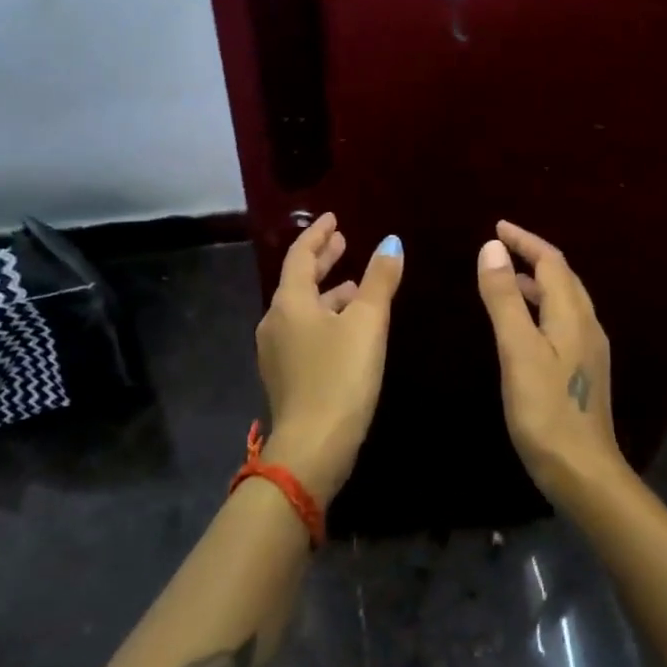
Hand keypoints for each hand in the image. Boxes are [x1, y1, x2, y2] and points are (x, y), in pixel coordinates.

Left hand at [254, 213, 403, 502]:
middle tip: (343, 242)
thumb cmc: (340, 376)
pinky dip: (325, 317)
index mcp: (290, 302)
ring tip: (354, 284)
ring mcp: (277, 351)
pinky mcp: (286, 375)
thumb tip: (391, 242)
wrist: (312, 447)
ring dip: (328, 292)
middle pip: (299, 280)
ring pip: (304, 308)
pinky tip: (347, 327)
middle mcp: (276, 321)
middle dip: (322, 259)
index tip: (334, 218)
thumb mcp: (367, 323)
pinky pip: (305, 331)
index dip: (318, 234)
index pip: (300, 255)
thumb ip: (379, 280)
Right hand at [476, 220, 621, 507]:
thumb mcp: (518, 350)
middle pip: (562, 276)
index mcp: (572, 314)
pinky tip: (523, 323)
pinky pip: (562, 320)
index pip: (551, 261)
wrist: (584, 472)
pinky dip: (540, 306)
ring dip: (537, 281)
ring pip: (563, 300)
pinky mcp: (584, 369)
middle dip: (532, 256)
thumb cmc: (546, 410)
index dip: (525, 240)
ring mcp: (589, 349)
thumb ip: (505, 298)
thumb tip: (493, 248)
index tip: (497, 226)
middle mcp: (587, 324)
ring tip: (506, 277)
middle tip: (499, 247)